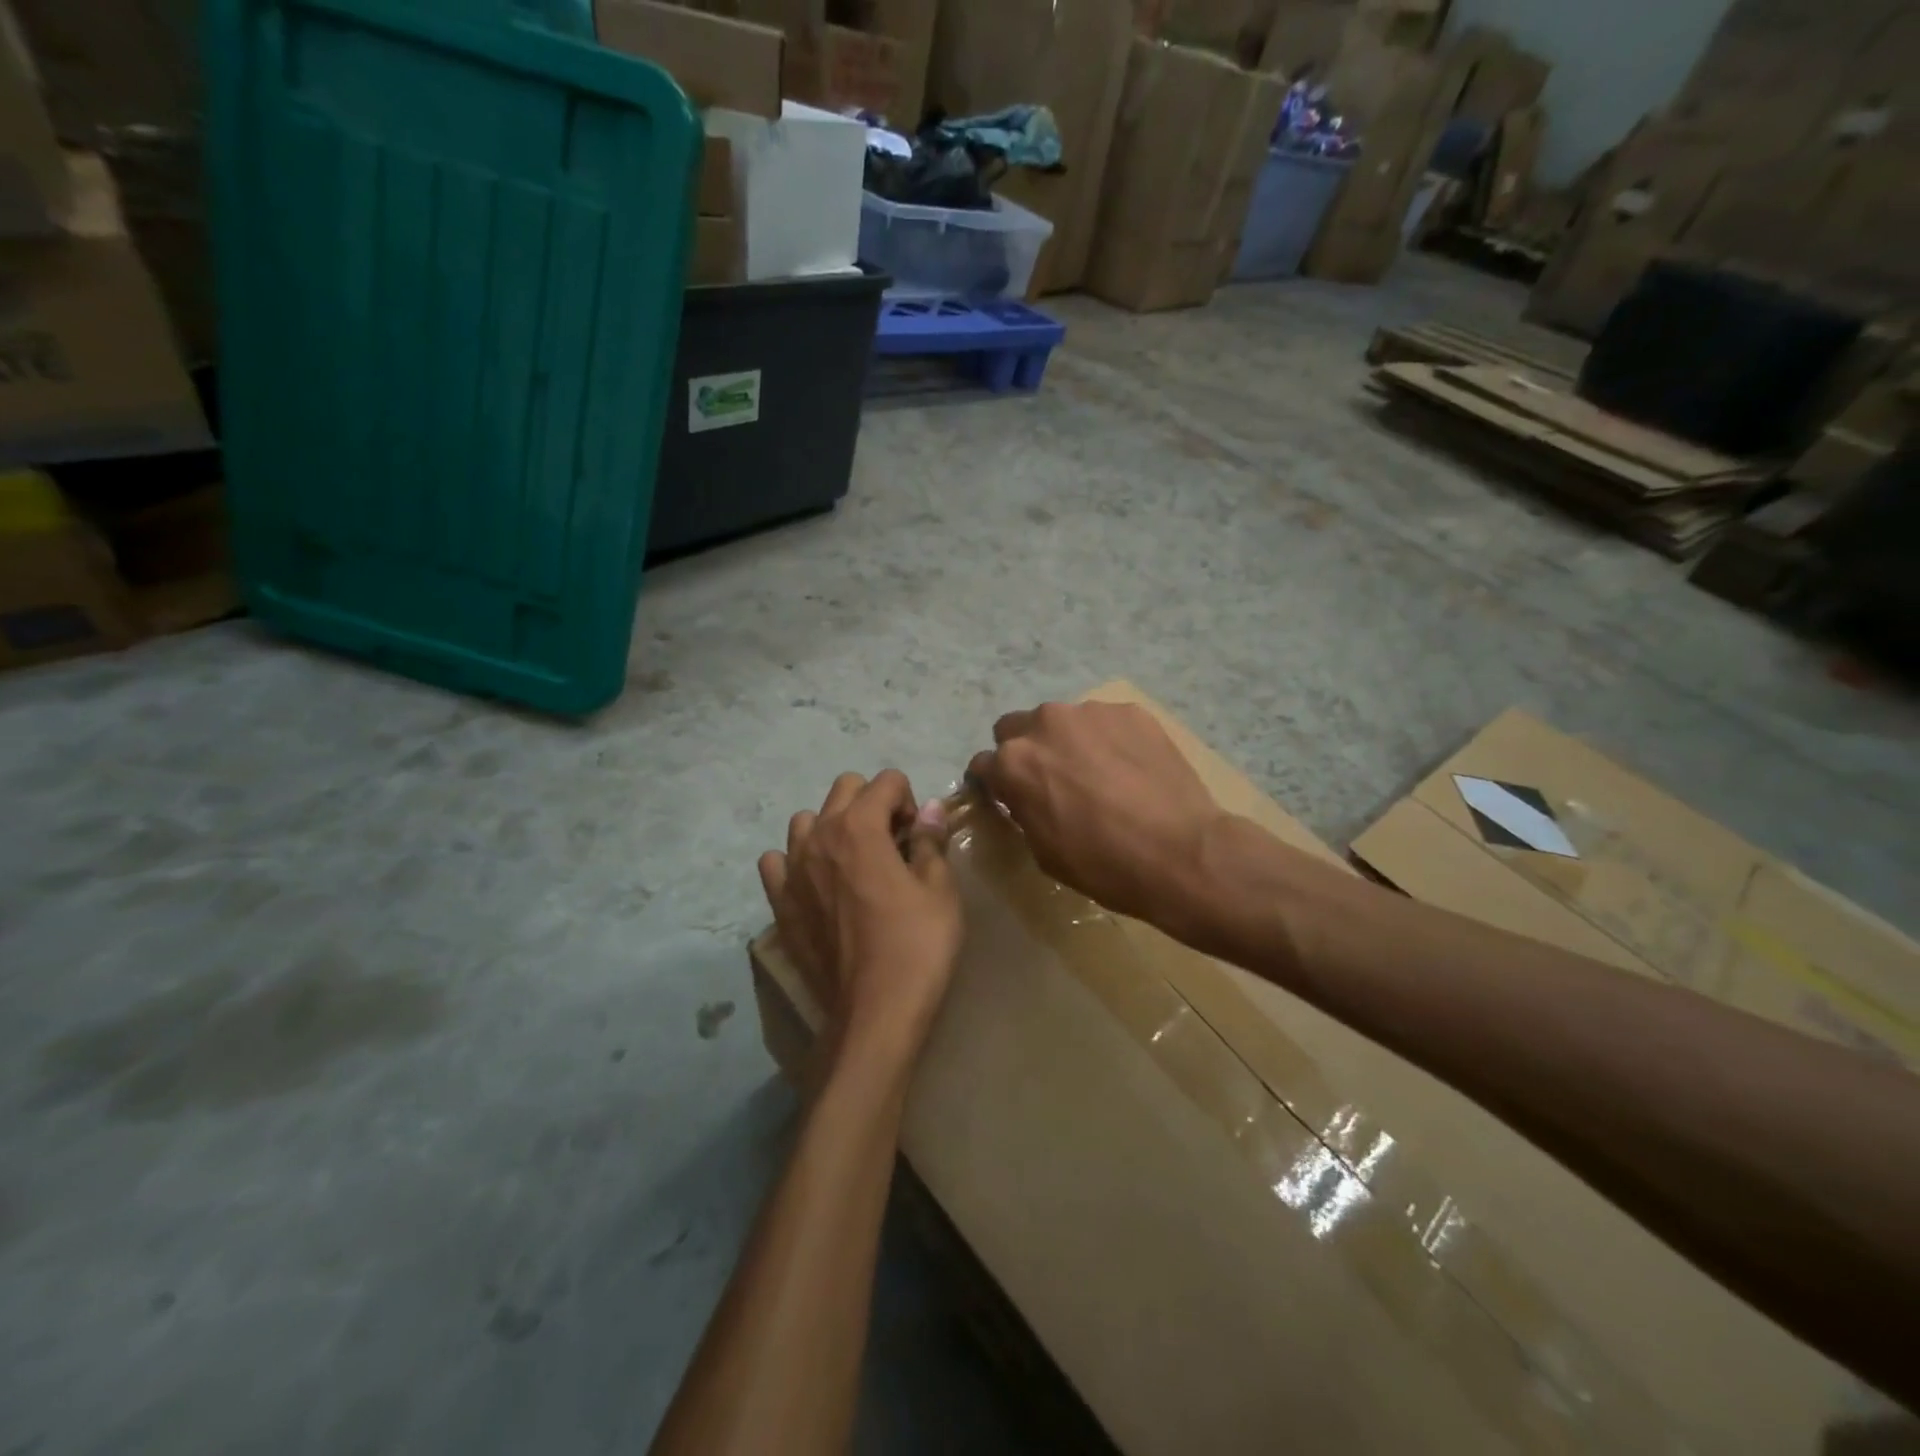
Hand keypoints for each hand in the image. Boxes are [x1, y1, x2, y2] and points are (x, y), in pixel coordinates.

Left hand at [758, 770, 961, 1070]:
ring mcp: (792, 869)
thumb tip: (929, 808)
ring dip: (832, 827)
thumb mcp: (939, 889)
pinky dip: (796, 862)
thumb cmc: (917, 945)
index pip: (886, 780)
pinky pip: (776, 861)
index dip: (910, 801)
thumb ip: (930, 840)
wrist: (875, 1010)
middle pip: (845, 789)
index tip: (918, 837)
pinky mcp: (779, 902)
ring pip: (806, 820)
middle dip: (872, 803)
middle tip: (893, 843)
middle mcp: (819, 836)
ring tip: (854, 862)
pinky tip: (817, 884)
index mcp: (860, 826)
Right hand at [968, 701, 1225, 926]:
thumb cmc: (1103, 864)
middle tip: (1052, 780)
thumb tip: (1021, 796)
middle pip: (1016, 728)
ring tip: (1100, 774)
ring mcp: (1090, 712)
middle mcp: (1044, 724)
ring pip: (1063, 721)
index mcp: (1014, 763)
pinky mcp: (1130, 711)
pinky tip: (1131, 769)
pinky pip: (1105, 722)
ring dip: (1069, 742)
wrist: (1181, 852)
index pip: (982, 764)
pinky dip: (1109, 740)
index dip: (992, 783)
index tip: (1006, 796)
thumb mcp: (1043, 850)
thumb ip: (1022, 809)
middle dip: (1025, 751)